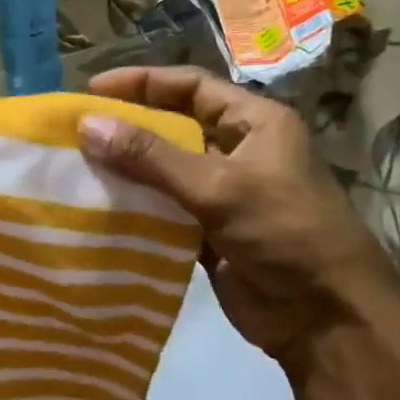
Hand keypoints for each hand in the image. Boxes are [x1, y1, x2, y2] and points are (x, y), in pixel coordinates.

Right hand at [79, 67, 399, 399]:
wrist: (325, 317)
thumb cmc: (283, 233)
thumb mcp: (217, 186)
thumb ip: (150, 157)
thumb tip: (86, 124)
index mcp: (254, 124)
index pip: (191, 87)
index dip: (141, 83)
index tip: (90, 90)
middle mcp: (238, 152)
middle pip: (172, 128)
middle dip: (126, 128)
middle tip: (74, 133)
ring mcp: (222, 195)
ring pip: (163, 172)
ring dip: (125, 172)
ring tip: (75, 170)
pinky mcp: (208, 233)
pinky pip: (163, 211)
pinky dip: (135, 210)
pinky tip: (98, 211)